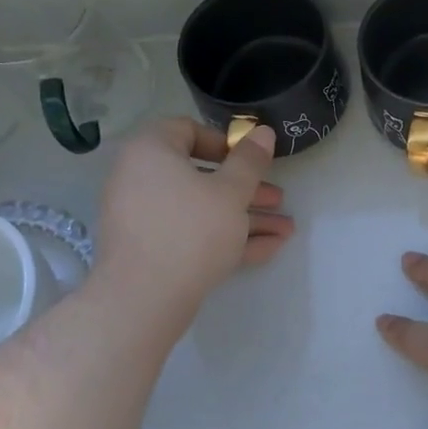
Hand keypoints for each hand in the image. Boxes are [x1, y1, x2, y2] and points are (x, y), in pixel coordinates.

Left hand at [94, 119, 292, 319]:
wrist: (144, 299)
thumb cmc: (191, 230)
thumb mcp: (231, 191)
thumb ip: (250, 161)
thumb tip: (262, 132)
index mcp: (151, 152)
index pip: (187, 130)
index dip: (225, 143)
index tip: (252, 161)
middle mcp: (141, 179)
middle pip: (201, 175)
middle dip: (247, 189)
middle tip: (279, 199)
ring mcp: (144, 218)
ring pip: (202, 210)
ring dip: (245, 217)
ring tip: (286, 229)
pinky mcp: (152, 250)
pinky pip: (192, 235)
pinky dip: (226, 238)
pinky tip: (269, 249)